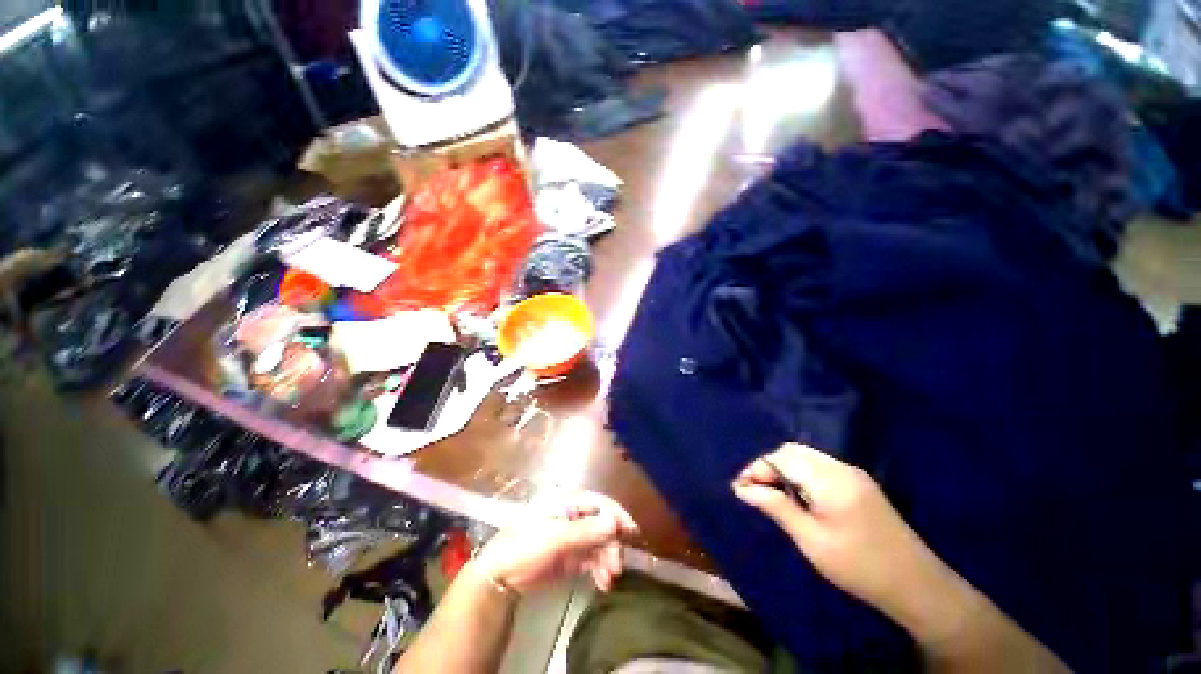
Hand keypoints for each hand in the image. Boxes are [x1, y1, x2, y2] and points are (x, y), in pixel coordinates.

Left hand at [474, 492, 639, 594]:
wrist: (500, 576)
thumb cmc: (525, 546)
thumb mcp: (554, 538)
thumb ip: (585, 531)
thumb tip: (614, 523)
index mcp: (568, 502)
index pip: (598, 503)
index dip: (616, 515)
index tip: (631, 532)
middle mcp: (573, 516)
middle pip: (602, 525)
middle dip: (611, 544)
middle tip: (617, 566)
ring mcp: (572, 536)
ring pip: (599, 543)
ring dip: (607, 559)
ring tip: (609, 579)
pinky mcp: (571, 555)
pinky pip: (592, 558)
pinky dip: (599, 569)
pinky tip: (603, 583)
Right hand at [732, 444, 956, 625]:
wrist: (917, 585)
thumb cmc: (858, 566)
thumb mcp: (810, 540)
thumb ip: (775, 507)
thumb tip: (741, 488)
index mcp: (829, 479)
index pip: (781, 457)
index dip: (757, 468)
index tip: (740, 488)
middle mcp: (841, 467)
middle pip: (793, 451)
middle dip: (769, 466)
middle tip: (755, 491)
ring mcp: (853, 474)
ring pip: (806, 457)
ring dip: (784, 469)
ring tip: (773, 495)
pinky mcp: (860, 484)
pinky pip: (820, 467)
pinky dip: (800, 475)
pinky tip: (798, 497)